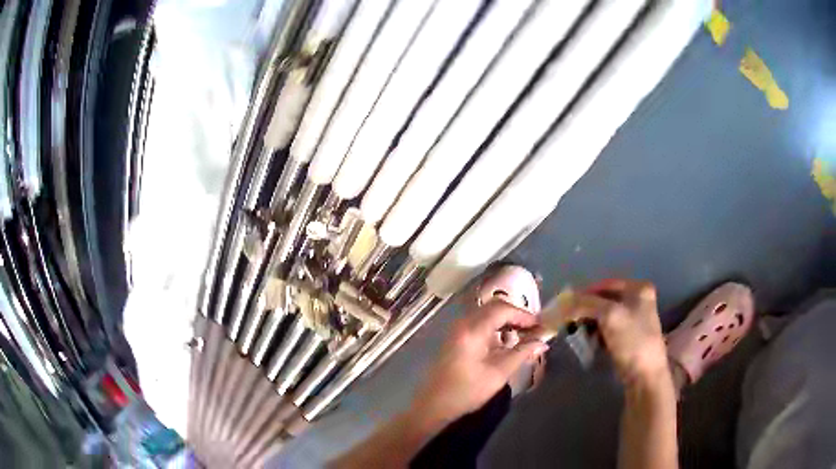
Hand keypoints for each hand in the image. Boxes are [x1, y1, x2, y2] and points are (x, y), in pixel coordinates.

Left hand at [410, 301, 548, 424]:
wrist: (434, 405)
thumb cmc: (467, 391)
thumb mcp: (498, 374)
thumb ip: (522, 354)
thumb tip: (543, 342)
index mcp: (472, 330)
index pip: (502, 309)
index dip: (524, 315)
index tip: (541, 326)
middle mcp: (463, 323)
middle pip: (494, 307)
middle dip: (516, 315)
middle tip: (534, 329)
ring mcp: (457, 329)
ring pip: (487, 314)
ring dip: (506, 320)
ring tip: (524, 335)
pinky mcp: (456, 337)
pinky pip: (479, 323)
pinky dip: (495, 327)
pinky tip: (506, 342)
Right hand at [563, 279, 668, 387]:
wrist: (645, 376)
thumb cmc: (632, 342)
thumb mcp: (609, 316)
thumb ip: (586, 304)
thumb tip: (564, 302)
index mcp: (639, 289)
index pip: (605, 285)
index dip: (585, 294)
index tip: (566, 306)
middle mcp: (638, 300)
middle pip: (604, 300)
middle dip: (586, 311)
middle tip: (571, 322)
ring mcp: (634, 320)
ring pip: (604, 316)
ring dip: (590, 324)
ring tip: (579, 335)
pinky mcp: (628, 338)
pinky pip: (607, 330)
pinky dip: (596, 335)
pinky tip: (590, 344)